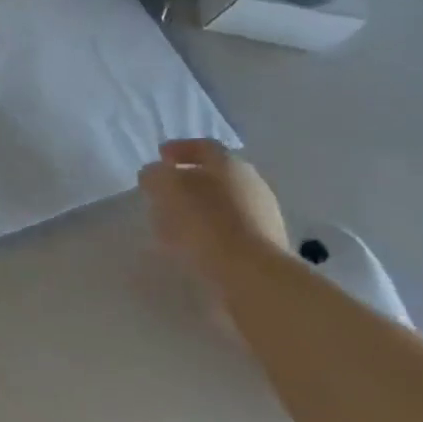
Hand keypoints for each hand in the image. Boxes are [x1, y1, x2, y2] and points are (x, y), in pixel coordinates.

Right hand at [138, 138, 288, 279]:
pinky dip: (210, 229)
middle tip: (165, 190)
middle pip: (216, 175)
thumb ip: (155, 174)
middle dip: (189, 180)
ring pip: (224, 202)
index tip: (160, 158)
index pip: (203, 147)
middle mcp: (252, 183)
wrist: (253, 274)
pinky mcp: (267, 245)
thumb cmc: (205, 221)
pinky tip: (193, 242)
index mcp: (229, 163)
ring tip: (173, 221)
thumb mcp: (165, 188)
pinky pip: (231, 228)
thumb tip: (155, 174)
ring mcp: (265, 215)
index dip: (179, 149)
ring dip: (199, 207)